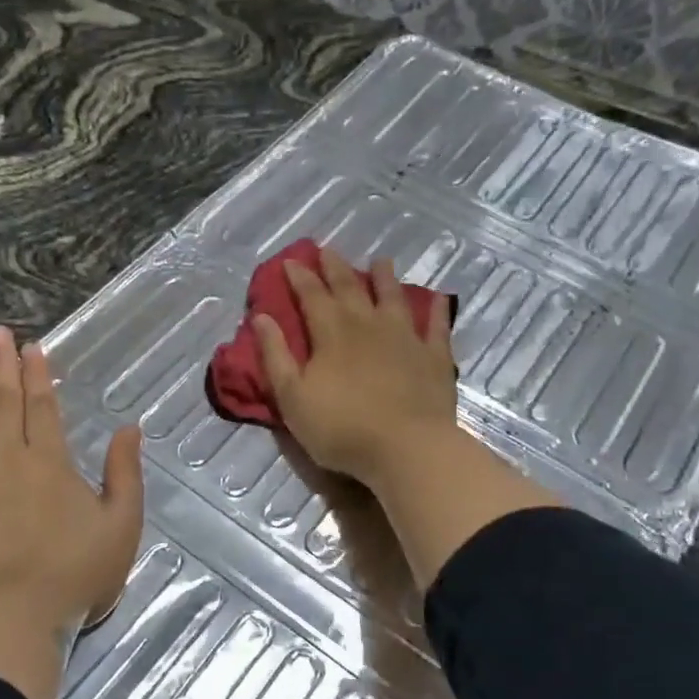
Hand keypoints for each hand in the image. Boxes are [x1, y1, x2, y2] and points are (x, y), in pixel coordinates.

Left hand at [0, 327, 143, 698]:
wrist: (12, 618)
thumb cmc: (74, 575)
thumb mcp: (121, 525)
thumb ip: (124, 473)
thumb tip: (129, 427)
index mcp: (50, 461)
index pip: (43, 406)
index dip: (39, 374)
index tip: (32, 346)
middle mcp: (6, 458)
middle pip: (4, 402)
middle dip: (3, 365)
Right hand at [260, 248, 560, 589]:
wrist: (406, 448)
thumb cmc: (340, 428)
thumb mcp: (292, 397)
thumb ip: (275, 355)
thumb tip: (261, 317)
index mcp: (331, 333)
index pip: (312, 296)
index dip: (300, 277)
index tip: (291, 261)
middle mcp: (368, 325)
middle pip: (350, 288)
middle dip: (336, 268)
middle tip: (328, 249)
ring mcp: (405, 338)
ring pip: (393, 298)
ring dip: (385, 278)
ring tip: (381, 261)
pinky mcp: (434, 358)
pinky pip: (435, 327)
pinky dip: (434, 310)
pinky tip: (436, 299)